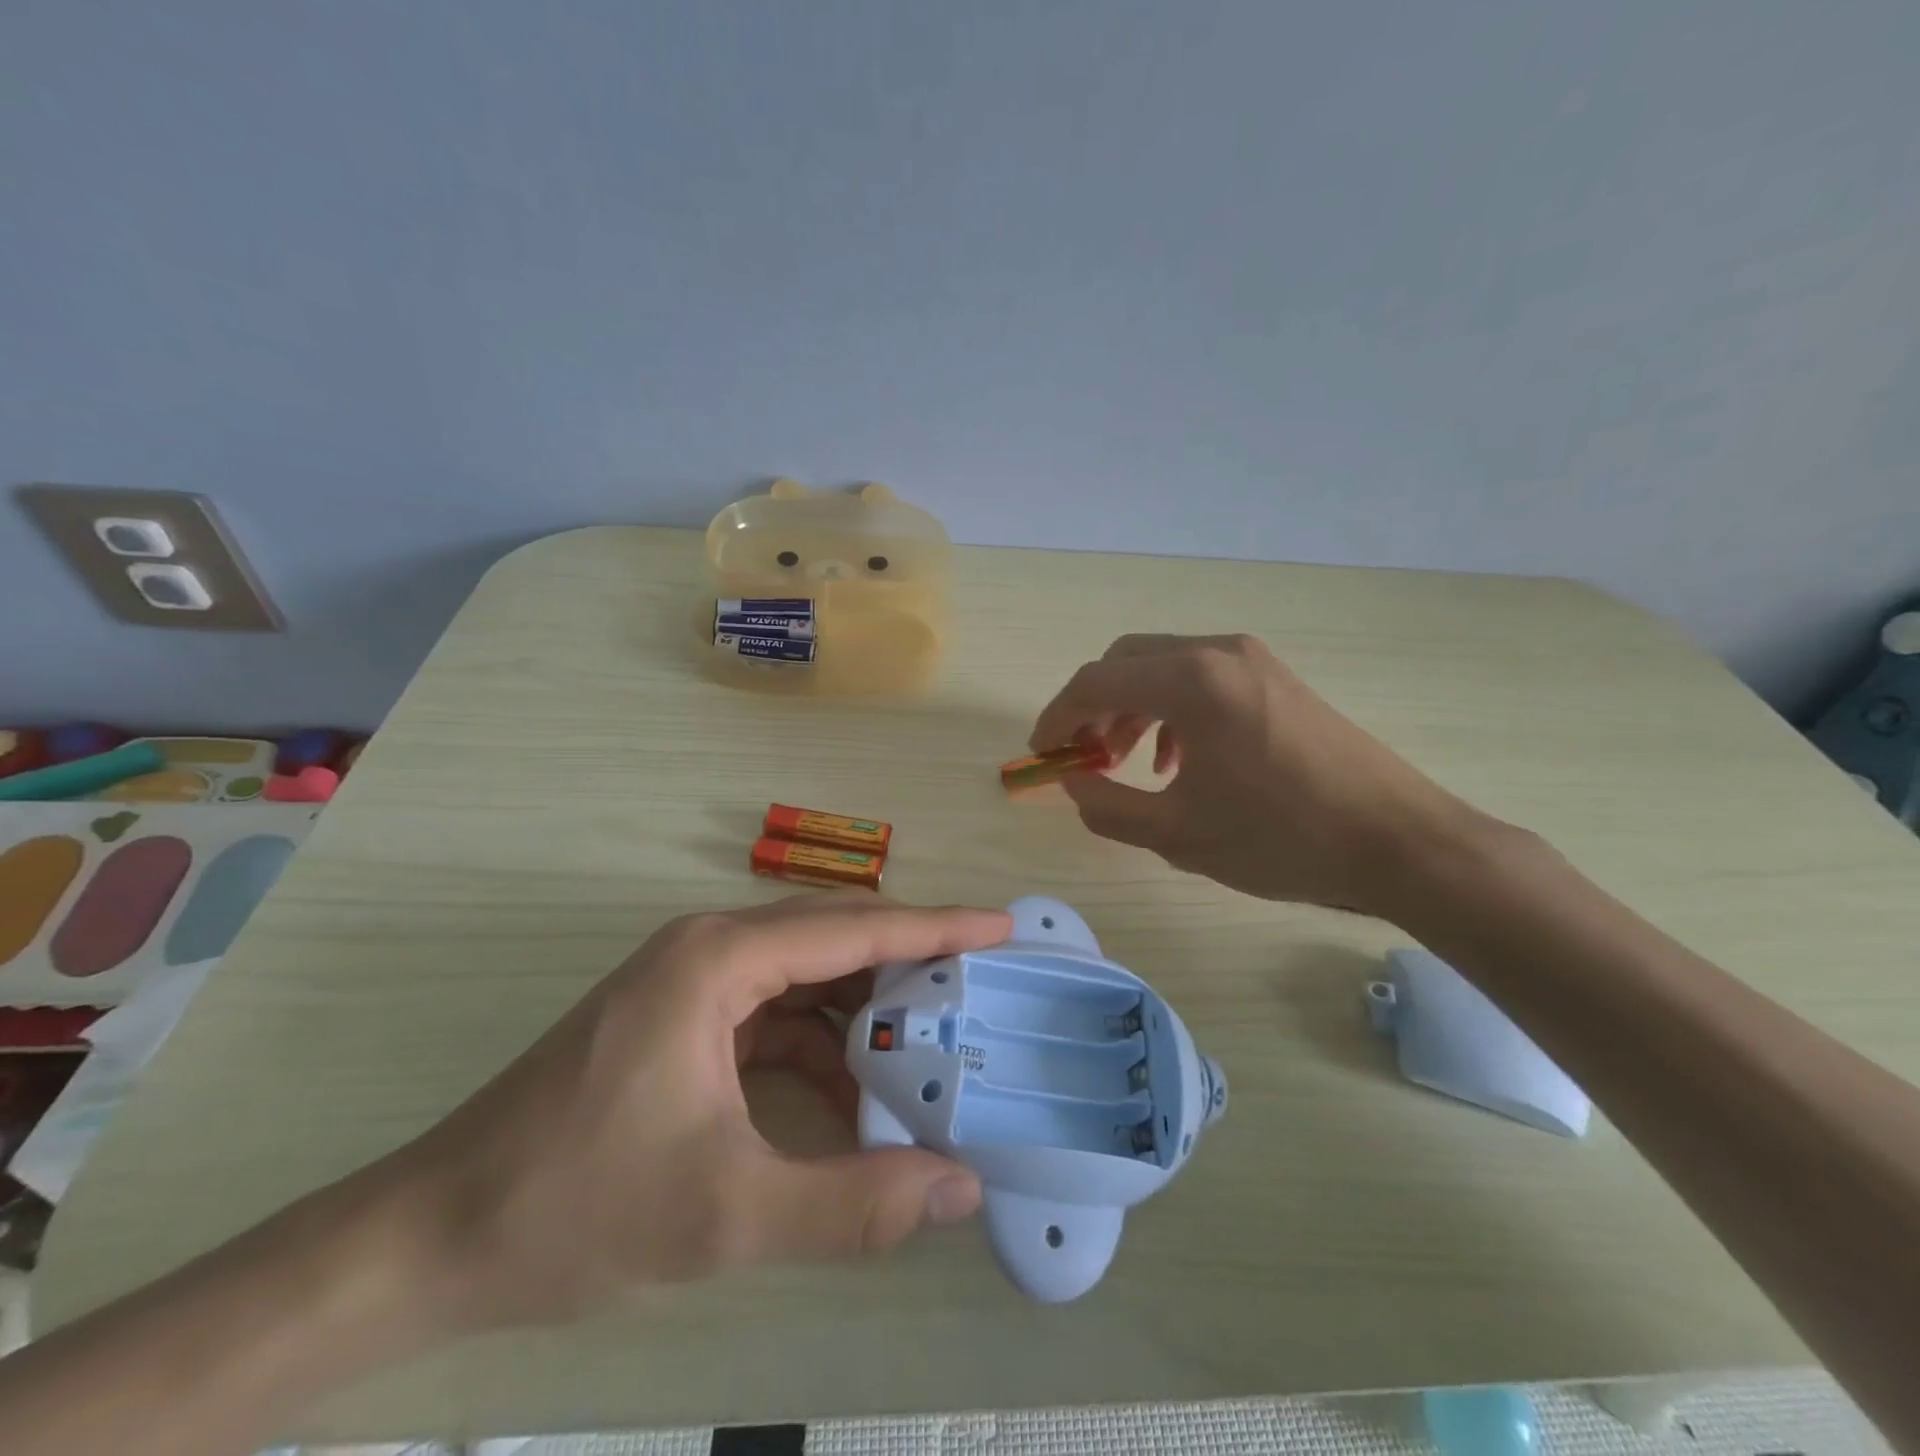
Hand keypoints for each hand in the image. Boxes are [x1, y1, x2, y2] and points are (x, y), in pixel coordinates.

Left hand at [393, 894, 1009, 1328]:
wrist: (432, 1238)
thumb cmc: (574, 1207)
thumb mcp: (726, 1214)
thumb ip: (854, 1204)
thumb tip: (962, 1189)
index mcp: (720, 958)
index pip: (853, 928)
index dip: (935, 926)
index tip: (1000, 928)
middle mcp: (709, 948)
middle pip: (833, 939)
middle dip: (909, 964)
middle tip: (979, 991)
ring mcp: (692, 982)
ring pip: (806, 976)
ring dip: (865, 1010)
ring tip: (929, 1046)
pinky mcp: (681, 1019)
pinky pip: (774, 1013)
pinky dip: (820, 1045)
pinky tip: (852, 1092)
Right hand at [1029, 633, 1482, 913]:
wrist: (1398, 841)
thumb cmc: (1281, 838)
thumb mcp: (1176, 834)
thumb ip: (1106, 806)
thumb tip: (1071, 782)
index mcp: (1191, 681)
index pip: (1095, 683)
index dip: (1056, 718)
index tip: (1041, 755)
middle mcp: (1218, 653)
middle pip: (1125, 662)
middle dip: (1092, 707)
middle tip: (1082, 757)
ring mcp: (1252, 660)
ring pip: (1162, 667)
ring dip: (1130, 707)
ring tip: (1124, 761)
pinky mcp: (1275, 678)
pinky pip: (1201, 678)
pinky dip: (1170, 709)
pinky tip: (1178, 760)